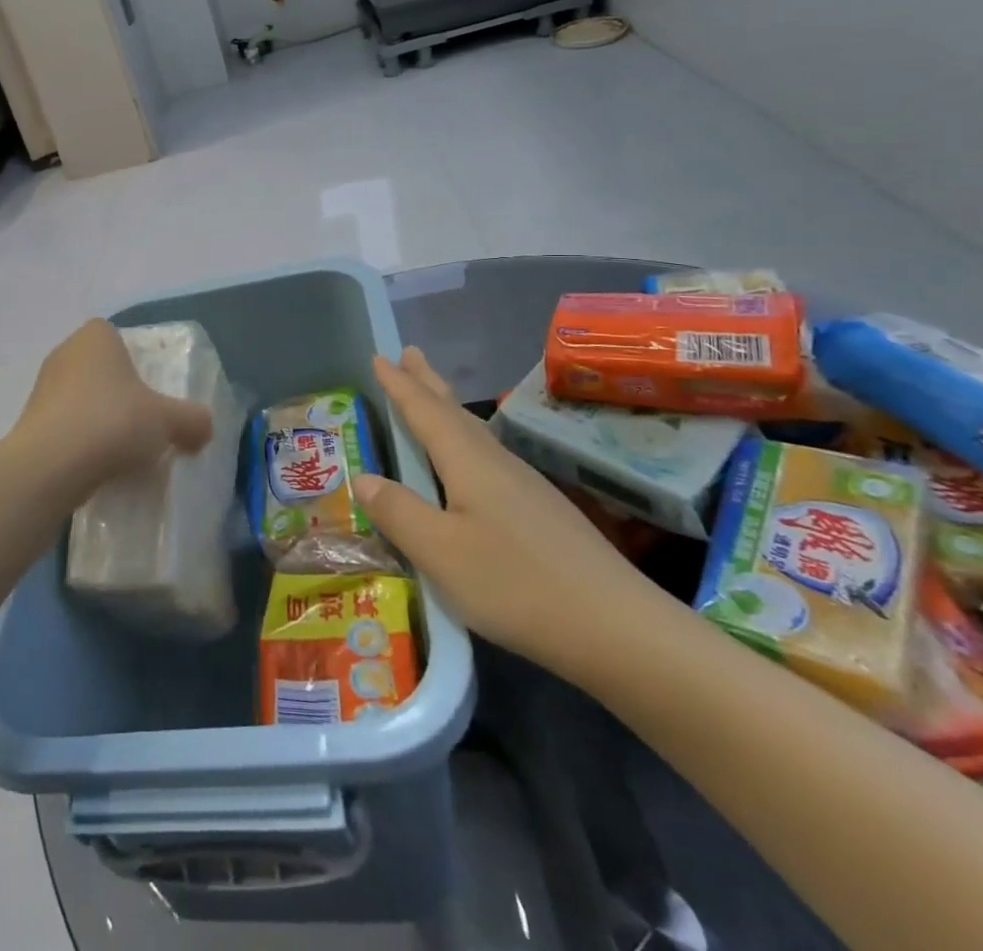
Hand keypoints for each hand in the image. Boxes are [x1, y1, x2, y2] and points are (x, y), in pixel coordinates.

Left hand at [12, 320, 214, 498]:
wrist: (50, 467)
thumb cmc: (112, 422)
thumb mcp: (168, 420)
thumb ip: (193, 420)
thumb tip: (204, 428)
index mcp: (96, 337)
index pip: (118, 337)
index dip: (138, 361)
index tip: (153, 390)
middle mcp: (65, 354)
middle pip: (101, 370)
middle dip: (120, 395)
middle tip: (145, 422)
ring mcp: (42, 389)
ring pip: (81, 400)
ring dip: (100, 420)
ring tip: (124, 451)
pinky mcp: (30, 424)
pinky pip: (65, 428)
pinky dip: (81, 443)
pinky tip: (98, 467)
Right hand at [352, 348, 669, 684]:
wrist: (619, 629)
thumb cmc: (516, 584)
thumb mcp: (441, 552)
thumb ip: (399, 513)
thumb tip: (363, 478)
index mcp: (469, 462)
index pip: (425, 412)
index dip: (399, 386)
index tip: (379, 356)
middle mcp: (497, 463)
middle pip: (455, 413)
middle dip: (427, 383)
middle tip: (409, 353)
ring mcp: (525, 488)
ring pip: (476, 434)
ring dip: (448, 410)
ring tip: (432, 397)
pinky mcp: (542, 514)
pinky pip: (489, 459)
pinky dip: (467, 443)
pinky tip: (471, 465)